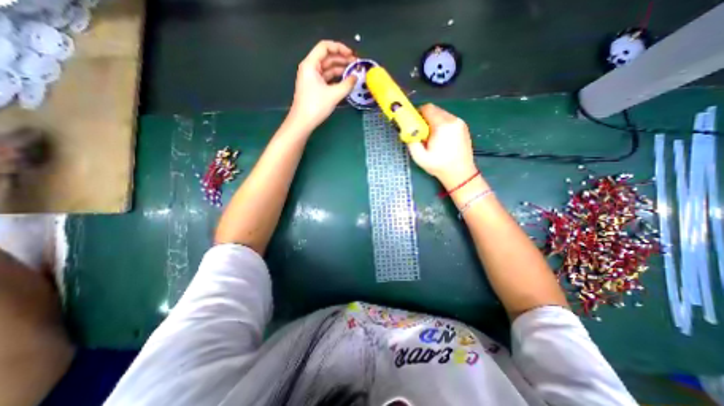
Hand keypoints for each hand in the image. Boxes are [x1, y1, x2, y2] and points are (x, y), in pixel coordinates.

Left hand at [288, 40, 357, 131]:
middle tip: (356, 65)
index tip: (352, 54)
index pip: (325, 47)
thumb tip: (356, 77)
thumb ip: (347, 84)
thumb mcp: (334, 95)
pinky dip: (336, 79)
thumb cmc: (316, 106)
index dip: (339, 48)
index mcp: (310, 64)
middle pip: (327, 57)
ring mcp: (312, 78)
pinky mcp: (315, 87)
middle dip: (342, 59)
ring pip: (328, 69)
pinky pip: (327, 78)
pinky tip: (346, 81)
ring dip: (340, 69)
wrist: (303, 122)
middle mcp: (310, 68)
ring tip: (354, 73)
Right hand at [407, 103, 479, 186]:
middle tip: (421, 132)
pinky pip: (448, 119)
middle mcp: (453, 120)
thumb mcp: (420, 157)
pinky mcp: (463, 127)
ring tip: (431, 137)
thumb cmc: (439, 166)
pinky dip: (441, 125)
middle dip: (425, 118)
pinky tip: (440, 138)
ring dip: (433, 121)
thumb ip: (411, 142)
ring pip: (442, 114)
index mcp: (442, 126)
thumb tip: (407, 131)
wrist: (461, 173)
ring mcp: (460, 123)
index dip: (418, 114)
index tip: (414, 124)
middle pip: (435, 110)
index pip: (427, 108)